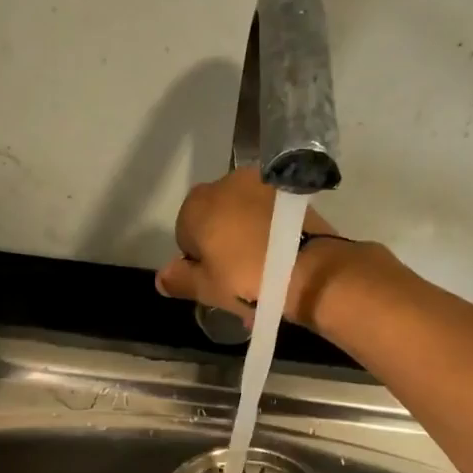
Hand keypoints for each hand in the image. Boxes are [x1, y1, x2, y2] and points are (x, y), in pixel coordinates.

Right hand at [154, 167, 347, 327]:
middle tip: (237, 276)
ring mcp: (261, 184)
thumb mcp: (207, 289)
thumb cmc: (248, 280)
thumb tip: (162, 276)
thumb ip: (180, 280)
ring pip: (242, 214)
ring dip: (245, 235)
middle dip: (220, 242)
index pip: (184, 233)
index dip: (196, 259)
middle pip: (214, 218)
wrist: (311, 269)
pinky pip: (268, 214)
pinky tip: (278, 257)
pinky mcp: (290, 192)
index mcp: (197, 204)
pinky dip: (269, 231)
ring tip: (261, 269)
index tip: (214, 279)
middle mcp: (226, 183)